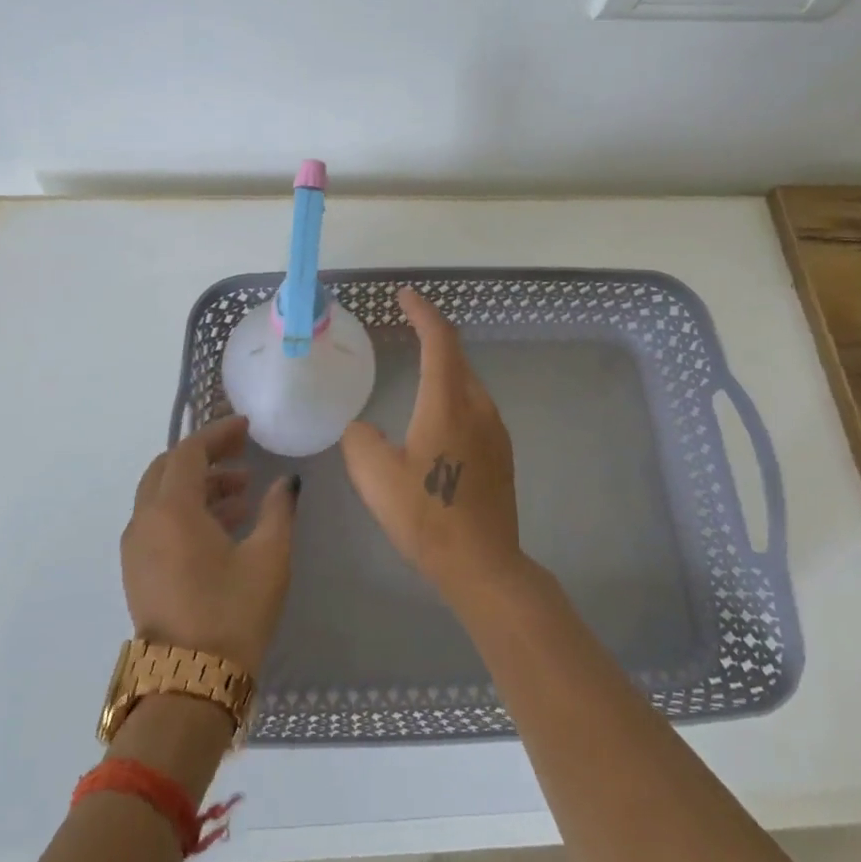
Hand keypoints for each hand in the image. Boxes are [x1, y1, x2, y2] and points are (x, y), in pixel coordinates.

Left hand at [120, 414, 297, 675]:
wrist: (189, 685)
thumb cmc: (233, 613)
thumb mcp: (269, 557)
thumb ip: (279, 509)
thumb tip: (286, 482)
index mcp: (171, 509)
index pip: (188, 452)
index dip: (218, 434)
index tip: (246, 428)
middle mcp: (144, 521)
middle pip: (167, 468)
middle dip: (204, 456)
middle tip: (241, 454)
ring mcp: (135, 548)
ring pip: (161, 496)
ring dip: (198, 485)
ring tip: (242, 493)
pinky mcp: (137, 571)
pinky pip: (158, 522)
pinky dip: (186, 510)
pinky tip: (223, 525)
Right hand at [340, 287, 522, 599]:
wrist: (484, 565)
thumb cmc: (426, 517)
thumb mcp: (374, 477)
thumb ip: (359, 440)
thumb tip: (363, 428)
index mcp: (448, 404)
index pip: (439, 341)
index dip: (423, 312)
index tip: (406, 295)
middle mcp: (478, 408)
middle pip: (457, 357)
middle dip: (433, 335)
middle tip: (408, 326)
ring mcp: (495, 432)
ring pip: (468, 384)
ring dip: (444, 367)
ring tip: (418, 370)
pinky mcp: (501, 454)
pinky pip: (474, 408)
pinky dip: (453, 395)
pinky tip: (436, 419)